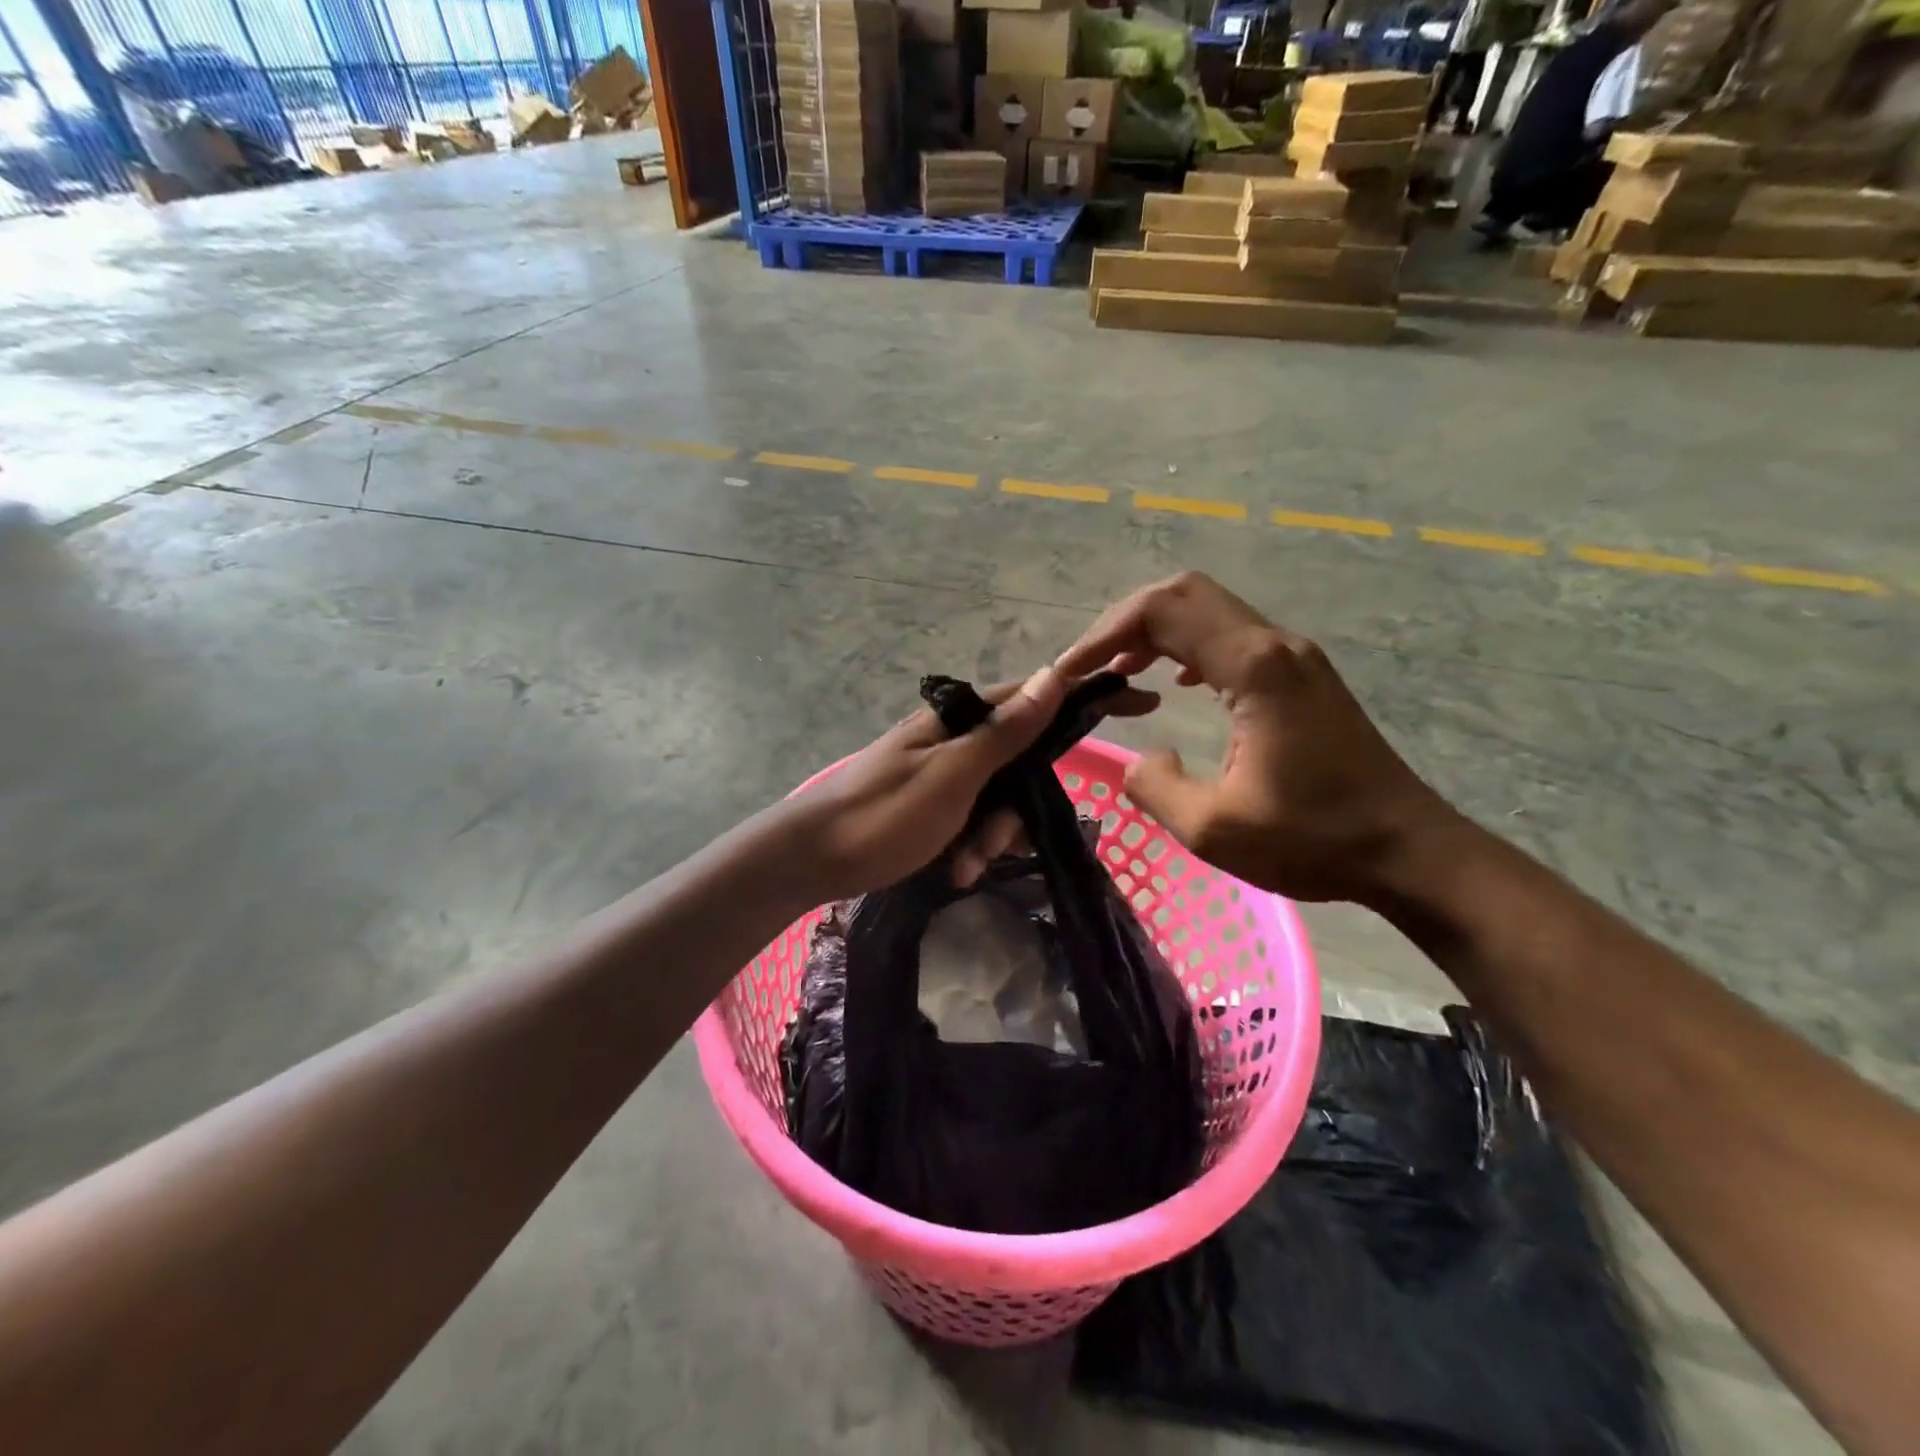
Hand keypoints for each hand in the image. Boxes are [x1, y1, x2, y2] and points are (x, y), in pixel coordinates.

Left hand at [782, 669, 1156, 902]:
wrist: (810, 859)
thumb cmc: (882, 815)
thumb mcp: (952, 775)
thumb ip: (1004, 730)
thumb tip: (1052, 674)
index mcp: (961, 719)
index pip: (1038, 697)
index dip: (1086, 700)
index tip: (1141, 703)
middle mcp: (957, 738)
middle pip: (1022, 761)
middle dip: (1016, 810)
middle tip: (990, 848)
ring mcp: (944, 771)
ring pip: (1000, 798)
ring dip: (990, 837)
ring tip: (962, 867)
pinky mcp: (933, 803)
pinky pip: (973, 819)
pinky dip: (969, 846)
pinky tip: (952, 871)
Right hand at [1055, 573, 1457, 904]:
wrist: (1407, 849)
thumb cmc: (1314, 840)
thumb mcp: (1214, 829)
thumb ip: (1156, 788)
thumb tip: (1139, 759)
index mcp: (1254, 668)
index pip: (1163, 612)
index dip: (1105, 633)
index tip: (1070, 670)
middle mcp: (1274, 645)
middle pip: (1185, 595)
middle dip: (1125, 622)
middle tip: (1089, 665)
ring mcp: (1293, 655)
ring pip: (1209, 610)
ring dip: (1155, 632)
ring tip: (1118, 672)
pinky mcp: (1301, 674)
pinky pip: (1231, 636)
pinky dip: (1187, 646)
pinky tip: (1173, 683)